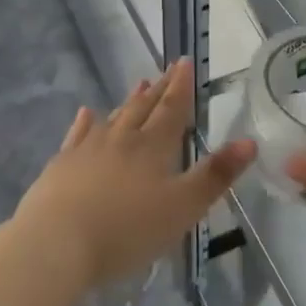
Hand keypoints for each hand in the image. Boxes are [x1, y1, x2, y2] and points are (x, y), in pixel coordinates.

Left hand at [11, 59, 255, 290]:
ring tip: (139, 83)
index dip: (181, 86)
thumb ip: (216, 175)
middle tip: (168, 69)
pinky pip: (77, 136)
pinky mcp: (61, 166)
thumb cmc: (126, 229)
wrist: (55, 244)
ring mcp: (88, 150)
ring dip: (129, 100)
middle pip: (144, 108)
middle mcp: (122, 139)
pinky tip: (86, 113)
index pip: (172, 109)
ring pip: (114, 117)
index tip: (185, 61)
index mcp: (154, 147)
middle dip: (159, 89)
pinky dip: (85, 123)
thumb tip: (250, 141)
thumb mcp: (183, 208)